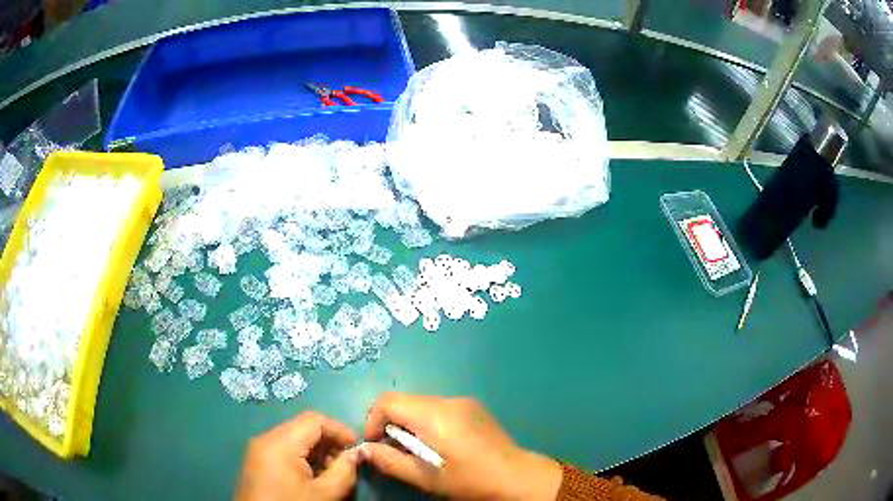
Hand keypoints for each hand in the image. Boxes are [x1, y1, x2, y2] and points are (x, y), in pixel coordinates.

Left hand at [236, 411, 358, 500]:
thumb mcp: (325, 494)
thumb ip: (344, 471)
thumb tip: (355, 454)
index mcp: (280, 442)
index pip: (314, 420)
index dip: (340, 429)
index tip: (358, 447)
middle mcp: (266, 439)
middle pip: (303, 427)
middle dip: (329, 441)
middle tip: (348, 462)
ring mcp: (259, 450)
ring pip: (294, 438)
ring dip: (317, 451)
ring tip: (333, 472)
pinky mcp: (258, 461)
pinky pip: (284, 450)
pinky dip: (303, 458)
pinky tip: (314, 477)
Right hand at [361, 393, 561, 499]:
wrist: (517, 477)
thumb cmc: (470, 480)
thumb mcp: (426, 478)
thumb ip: (391, 461)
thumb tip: (364, 450)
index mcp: (434, 415)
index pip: (388, 401)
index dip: (372, 421)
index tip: (375, 445)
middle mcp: (448, 400)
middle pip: (404, 401)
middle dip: (391, 424)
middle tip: (396, 452)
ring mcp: (464, 402)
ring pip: (421, 404)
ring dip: (409, 424)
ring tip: (418, 452)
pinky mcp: (474, 407)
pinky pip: (439, 408)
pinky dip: (427, 422)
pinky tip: (439, 445)